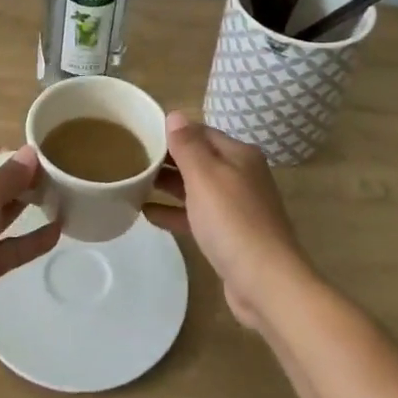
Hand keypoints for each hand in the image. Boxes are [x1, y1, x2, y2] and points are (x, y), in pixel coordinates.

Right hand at [146, 112, 310, 327]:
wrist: (266, 282)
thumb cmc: (232, 221)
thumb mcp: (205, 177)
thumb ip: (187, 145)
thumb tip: (175, 115)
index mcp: (239, 155)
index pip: (200, 132)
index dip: (171, 132)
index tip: (140, 134)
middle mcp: (240, 175)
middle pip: (198, 159)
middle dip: (167, 159)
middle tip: (132, 159)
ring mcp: (237, 207)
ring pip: (196, 188)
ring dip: (168, 185)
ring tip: (134, 183)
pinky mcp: (230, 235)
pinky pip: (197, 215)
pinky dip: (175, 212)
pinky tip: (148, 214)